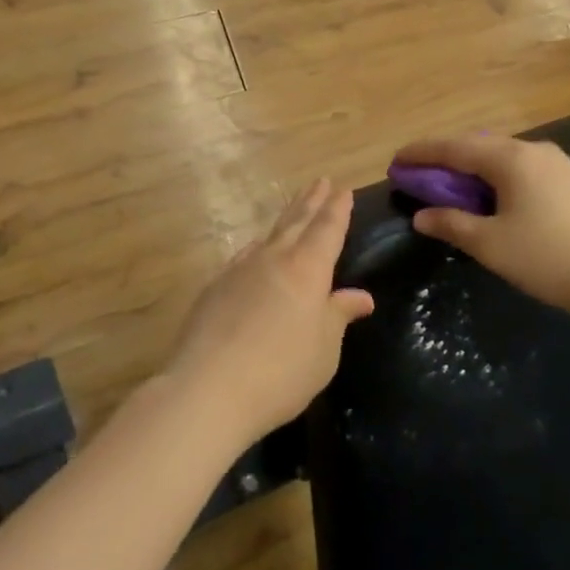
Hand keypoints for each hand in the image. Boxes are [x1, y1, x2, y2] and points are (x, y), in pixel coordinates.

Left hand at [165, 179, 374, 444]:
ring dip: (284, 220)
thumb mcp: (324, 349)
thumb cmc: (281, 371)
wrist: (208, 388)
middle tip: (321, 181)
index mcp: (307, 268)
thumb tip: (361, 296)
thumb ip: (339, 315)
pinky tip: (255, 254)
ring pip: (268, 236)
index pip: (327, 228)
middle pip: (296, 222)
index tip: (343, 189)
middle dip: (311, 201)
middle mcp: (273, 259)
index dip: (337, 209)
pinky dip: (258, 248)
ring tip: (293, 211)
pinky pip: (244, 256)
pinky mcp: (214, 288)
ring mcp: (239, 270)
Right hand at [392, 134, 569, 319]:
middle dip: (447, 159)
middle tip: (422, 175)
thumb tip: (422, 215)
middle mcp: (535, 151)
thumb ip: (452, 224)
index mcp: (510, 158)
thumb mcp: (490, 245)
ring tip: (455, 188)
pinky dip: (499, 178)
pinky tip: (497, 199)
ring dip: (474, 169)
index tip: (395, 161)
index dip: (421, 153)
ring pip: (504, 157)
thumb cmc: (549, 259)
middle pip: (479, 146)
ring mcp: (561, 164)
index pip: (454, 148)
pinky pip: (525, 170)